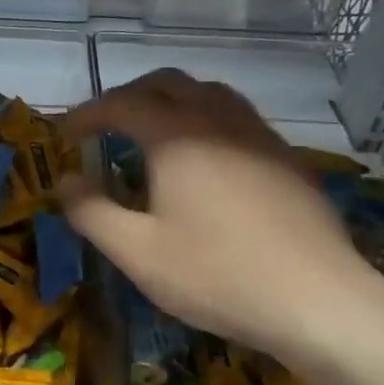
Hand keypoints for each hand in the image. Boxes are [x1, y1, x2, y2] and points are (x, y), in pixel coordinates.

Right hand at [59, 70, 382, 362]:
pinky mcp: (287, 159)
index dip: (88, 113)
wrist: (319, 302)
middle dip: (129, 96)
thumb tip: (64, 180)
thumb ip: (91, 211)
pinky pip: (238, 118)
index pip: (122, 104)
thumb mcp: (136, 252)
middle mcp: (219, 122)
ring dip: (171, 101)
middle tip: (105, 125)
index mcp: (177, 137)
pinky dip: (205, 120)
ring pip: (209, 94)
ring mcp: (260, 137)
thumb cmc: (216, 275)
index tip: (65, 134)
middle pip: (168, 83)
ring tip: (152, 134)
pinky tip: (204, 161)